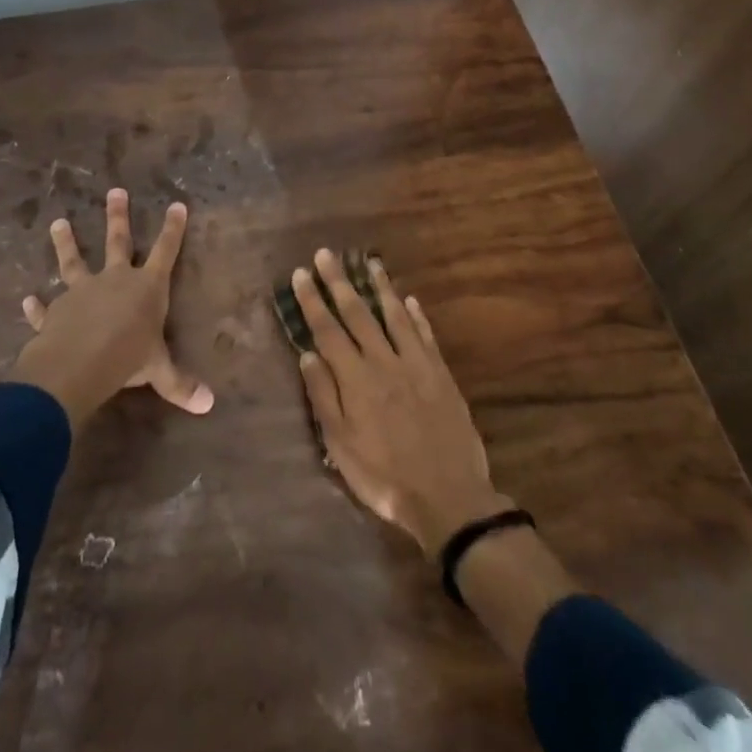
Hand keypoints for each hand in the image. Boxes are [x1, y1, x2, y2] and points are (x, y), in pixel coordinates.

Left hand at [9, 188, 213, 428]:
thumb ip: (180, 384)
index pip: (165, 251)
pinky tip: (28, 300)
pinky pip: (45, 307)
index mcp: (145, 287)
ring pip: (73, 261)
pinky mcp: (55, 311)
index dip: (172, 229)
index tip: (177, 204)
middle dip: (118, 216)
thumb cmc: (127, 359)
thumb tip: (209, 405)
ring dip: (66, 242)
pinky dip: (36, 306)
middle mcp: (114, 280)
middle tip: (115, 191)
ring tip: (58, 222)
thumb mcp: (159, 371)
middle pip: (118, 241)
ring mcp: (82, 292)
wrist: (78, 364)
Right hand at [291, 250, 508, 554]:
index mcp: (356, 379)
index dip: (313, 301)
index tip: (302, 274)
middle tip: (327, 254)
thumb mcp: (341, 446)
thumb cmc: (384, 476)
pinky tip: (410, 299)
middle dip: (339, 282)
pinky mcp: (441, 374)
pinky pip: (426, 335)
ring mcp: (416, 364)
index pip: (328, 330)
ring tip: (370, 262)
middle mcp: (384, 361)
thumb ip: (324, 397)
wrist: (449, 497)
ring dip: (380, 287)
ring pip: (395, 316)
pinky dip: (416, 315)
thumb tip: (308, 354)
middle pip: (358, 313)